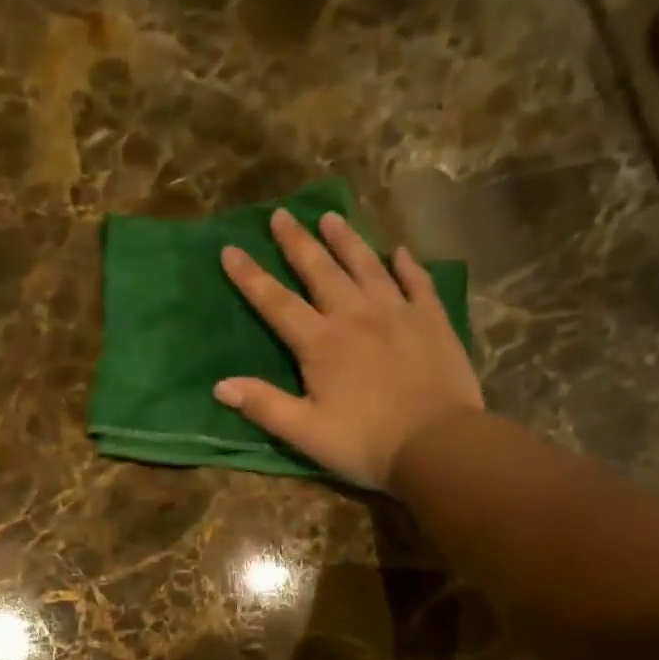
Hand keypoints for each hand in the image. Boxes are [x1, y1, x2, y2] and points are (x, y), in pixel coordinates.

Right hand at [214, 207, 482, 490]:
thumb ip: (264, 405)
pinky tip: (399, 253)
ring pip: (367, 265)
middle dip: (298, 242)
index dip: (251, 277)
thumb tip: (220, 385)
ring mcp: (399, 313)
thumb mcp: (305, 432)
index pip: (276, 302)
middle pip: (321, 271)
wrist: (438, 444)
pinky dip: (406, 265)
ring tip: (331, 217)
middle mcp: (357, 315)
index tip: (230, 249)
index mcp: (321, 343)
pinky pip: (417, 281)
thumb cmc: (365, 443)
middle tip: (281, 214)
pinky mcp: (433, 320)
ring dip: (347, 240)